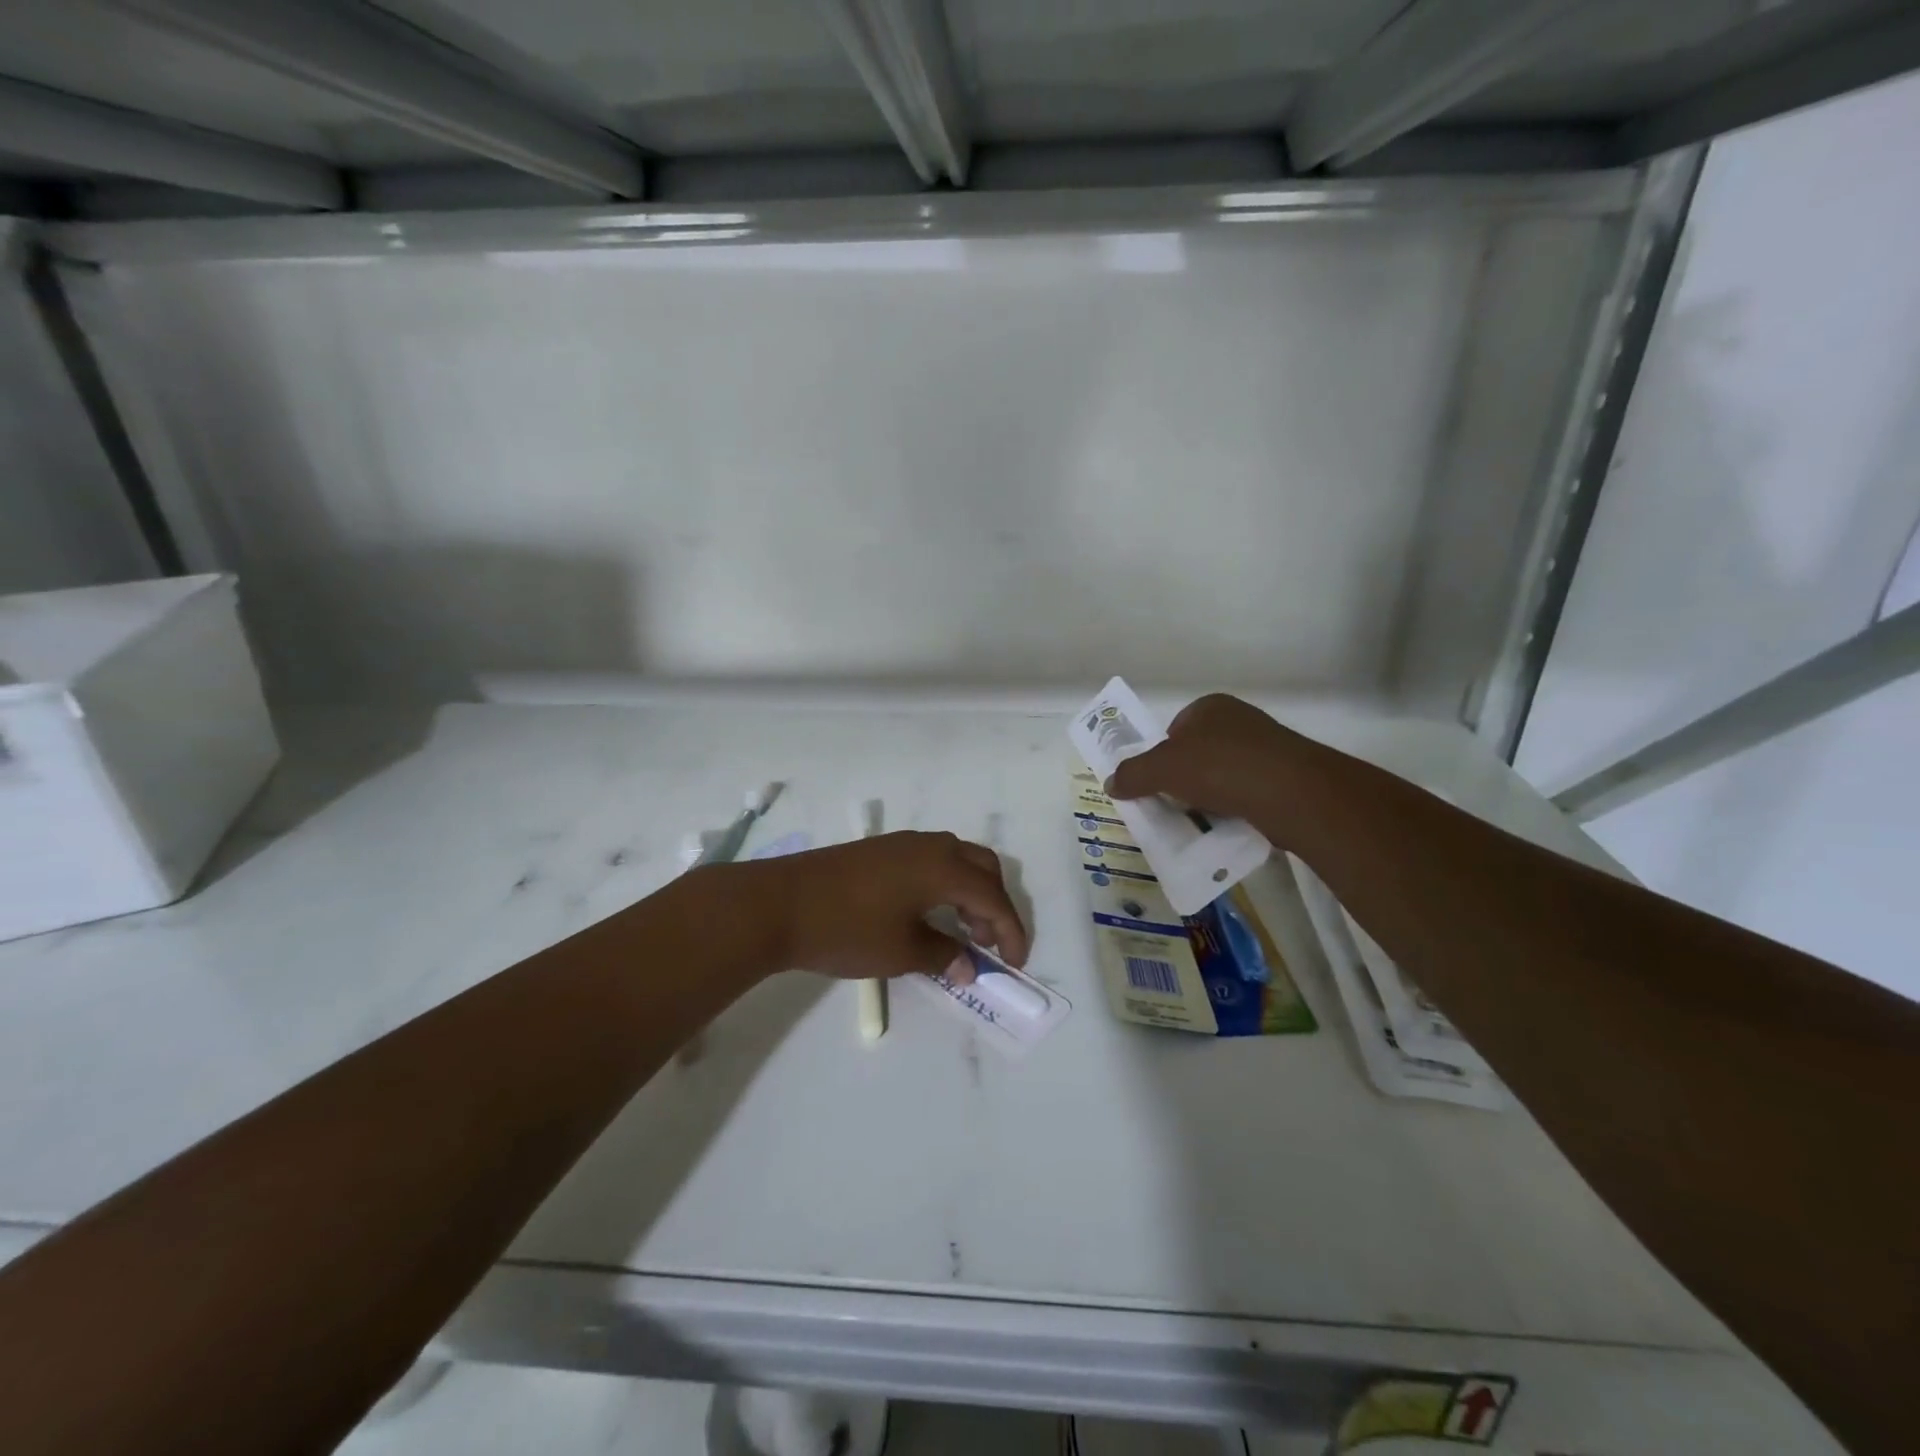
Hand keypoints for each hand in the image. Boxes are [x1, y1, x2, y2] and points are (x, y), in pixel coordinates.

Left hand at [726, 831, 1028, 979]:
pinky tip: (927, 912)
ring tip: (960, 931)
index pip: (993, 898)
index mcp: (943, 867)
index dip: (1010, 931)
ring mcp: (902, 843)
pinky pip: (930, 861)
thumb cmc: (846, 929)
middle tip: (988, 942)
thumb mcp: (900, 951)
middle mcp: (930, 846)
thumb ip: (943, 955)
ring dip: (968, 892)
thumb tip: (968, 966)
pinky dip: (944, 884)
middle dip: (994, 905)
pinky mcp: (880, 850)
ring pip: (956, 860)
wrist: (778, 903)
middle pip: (982, 867)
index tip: (1014, 963)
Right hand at [1105, 693, 1316, 830]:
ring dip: (1211, 796)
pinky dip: (1236, 807)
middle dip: (1186, 779)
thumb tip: (1110, 783)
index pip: (1175, 730)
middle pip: (1199, 753)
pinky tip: (1230, 824)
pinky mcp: (1287, 776)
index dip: (1162, 757)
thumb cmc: (1219, 767)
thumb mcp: (1162, 769)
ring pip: (1224, 774)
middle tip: (1176, 804)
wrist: (1290, 792)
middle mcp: (1240, 720)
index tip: (1157, 784)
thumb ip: (1133, 774)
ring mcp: (1268, 747)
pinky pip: (1249, 792)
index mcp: (1210, 707)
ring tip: (1202, 819)